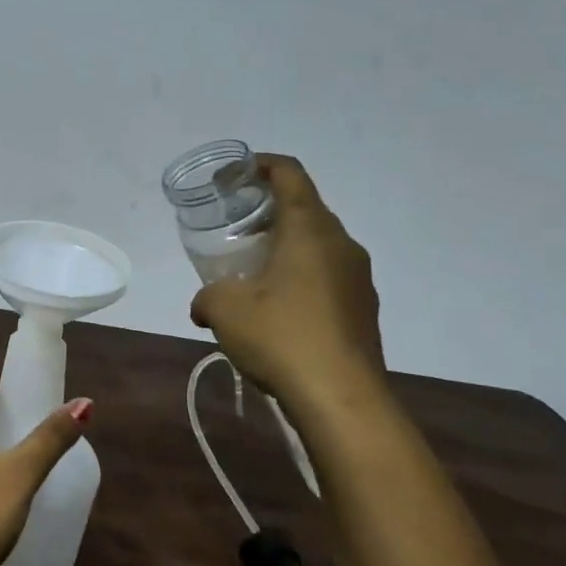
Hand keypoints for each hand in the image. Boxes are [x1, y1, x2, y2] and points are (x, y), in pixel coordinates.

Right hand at [189, 154, 384, 419]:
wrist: (343, 400)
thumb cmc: (282, 337)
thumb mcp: (225, 309)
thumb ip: (207, 296)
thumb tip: (201, 305)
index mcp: (310, 229)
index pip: (290, 174)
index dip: (261, 164)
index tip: (235, 175)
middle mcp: (342, 244)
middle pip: (305, 208)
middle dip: (268, 210)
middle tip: (235, 226)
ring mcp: (359, 278)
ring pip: (318, 244)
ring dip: (285, 246)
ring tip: (252, 269)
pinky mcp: (363, 309)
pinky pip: (328, 275)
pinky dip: (300, 276)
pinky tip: (276, 307)